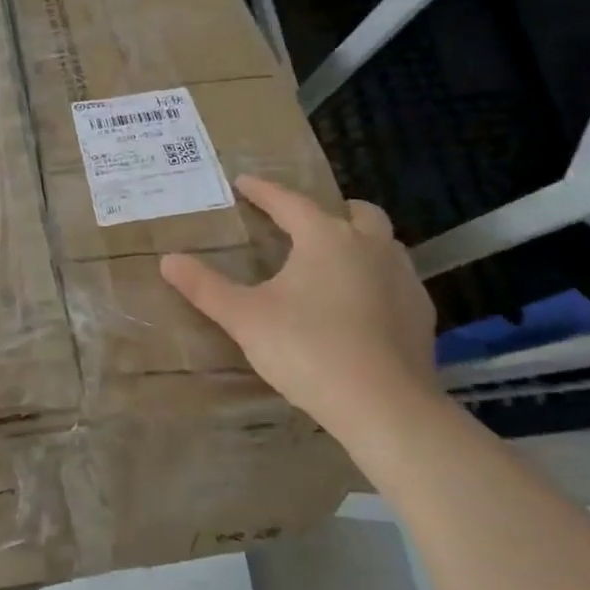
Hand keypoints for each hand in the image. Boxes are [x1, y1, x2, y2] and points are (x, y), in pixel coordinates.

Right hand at [159, 175, 436, 440]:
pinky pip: (396, 280)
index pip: (289, 202)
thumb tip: (168, 260)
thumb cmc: (308, 350)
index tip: (244, 182)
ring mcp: (403, 279)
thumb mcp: (244, 317)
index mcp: (326, 238)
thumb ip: (205, 287)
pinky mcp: (421, 314)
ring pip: (383, 244)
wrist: (384, 407)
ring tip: (331, 264)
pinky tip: (361, 306)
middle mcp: (370, 246)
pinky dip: (376, 280)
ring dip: (358, 243)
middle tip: (302, 225)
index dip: (263, 191)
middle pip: (355, 212)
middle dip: (328, 211)